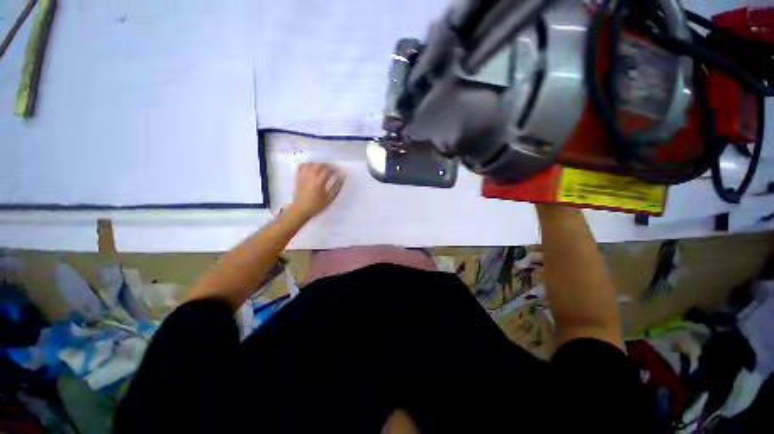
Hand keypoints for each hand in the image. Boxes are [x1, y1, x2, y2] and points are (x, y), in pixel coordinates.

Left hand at [288, 163, 343, 220]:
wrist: (300, 210)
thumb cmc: (316, 206)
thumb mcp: (329, 199)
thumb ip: (337, 187)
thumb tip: (342, 178)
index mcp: (318, 182)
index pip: (328, 170)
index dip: (335, 169)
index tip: (340, 172)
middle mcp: (310, 176)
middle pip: (320, 164)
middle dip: (328, 165)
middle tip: (333, 170)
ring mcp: (303, 175)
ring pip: (311, 163)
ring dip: (319, 163)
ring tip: (324, 168)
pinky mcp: (298, 176)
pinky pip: (302, 165)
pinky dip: (308, 164)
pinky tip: (312, 167)